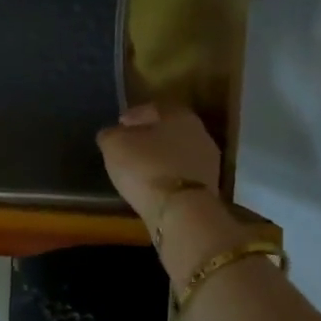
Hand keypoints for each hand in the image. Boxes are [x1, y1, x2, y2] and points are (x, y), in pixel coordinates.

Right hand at [96, 102, 221, 227]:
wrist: (182, 212)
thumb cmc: (146, 167)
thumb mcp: (114, 145)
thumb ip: (111, 134)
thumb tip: (112, 134)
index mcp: (179, 115)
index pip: (154, 108)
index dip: (134, 115)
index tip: (119, 125)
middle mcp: (200, 133)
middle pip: (168, 130)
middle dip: (148, 137)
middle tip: (128, 146)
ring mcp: (208, 162)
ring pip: (177, 154)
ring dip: (159, 159)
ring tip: (138, 169)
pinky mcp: (209, 189)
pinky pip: (181, 176)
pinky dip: (166, 177)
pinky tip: (152, 186)